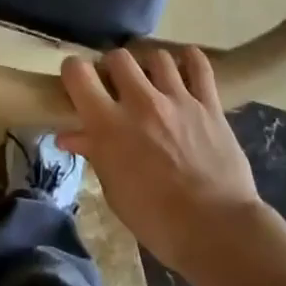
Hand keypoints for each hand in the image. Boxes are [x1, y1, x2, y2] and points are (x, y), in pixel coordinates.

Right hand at [57, 46, 266, 275]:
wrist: (216, 229)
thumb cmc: (157, 220)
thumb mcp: (115, 192)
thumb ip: (94, 154)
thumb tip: (69, 135)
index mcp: (110, 125)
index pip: (79, 74)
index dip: (73, 72)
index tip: (77, 81)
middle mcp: (141, 102)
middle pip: (118, 57)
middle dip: (113, 67)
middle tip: (117, 86)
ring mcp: (178, 98)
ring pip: (157, 56)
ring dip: (149, 66)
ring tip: (152, 82)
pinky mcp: (208, 102)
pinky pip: (199, 64)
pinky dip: (190, 60)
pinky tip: (185, 68)